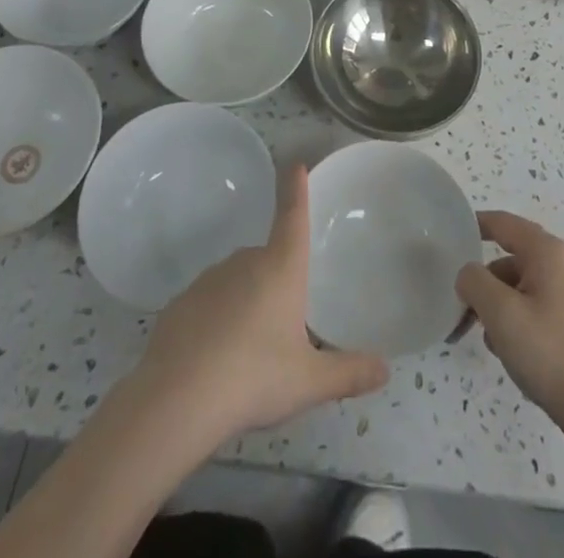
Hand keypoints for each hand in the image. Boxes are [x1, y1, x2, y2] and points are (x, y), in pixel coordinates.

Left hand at [137, 165, 388, 443]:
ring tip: (251, 352)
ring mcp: (208, 280)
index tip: (295, 163)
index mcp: (280, 267)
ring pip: (237, 282)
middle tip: (284, 326)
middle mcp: (245, 262)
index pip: (292, 216)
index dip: (296, 189)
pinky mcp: (180, 304)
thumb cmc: (254, 377)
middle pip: (267, 258)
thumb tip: (386, 370)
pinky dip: (216, 322)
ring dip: (246, 303)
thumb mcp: (308, 381)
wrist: (177, 399)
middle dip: (277, 281)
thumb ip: (348, 373)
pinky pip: (209, 305)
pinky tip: (217, 360)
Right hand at [455, 211, 563, 458]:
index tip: (449, 237)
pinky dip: (519, 324)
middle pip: (511, 260)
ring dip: (500, 308)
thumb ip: (474, 282)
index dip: (475, 225)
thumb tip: (469, 275)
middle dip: (484, 283)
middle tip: (463, 310)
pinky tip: (514, 355)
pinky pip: (538, 311)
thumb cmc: (551, 352)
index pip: (503, 223)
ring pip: (523, 289)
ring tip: (491, 342)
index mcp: (547, 251)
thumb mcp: (501, 313)